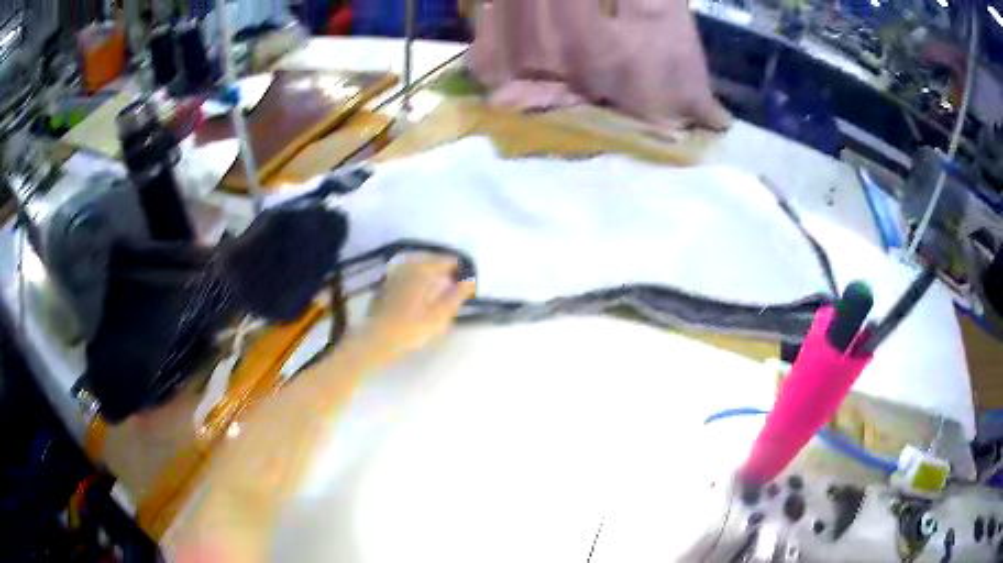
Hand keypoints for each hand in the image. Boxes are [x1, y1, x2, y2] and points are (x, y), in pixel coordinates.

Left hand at [363, 255, 475, 359]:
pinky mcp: (383, 287)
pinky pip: (403, 276)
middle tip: (453, 280)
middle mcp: (407, 267)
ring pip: (414, 267)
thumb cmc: (411, 328)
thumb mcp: (440, 315)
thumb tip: (470, 281)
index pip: (445, 261)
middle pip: (429, 261)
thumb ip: (456, 296)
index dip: (458, 268)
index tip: (466, 277)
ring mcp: (392, 276)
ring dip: (427, 272)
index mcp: (422, 270)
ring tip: (436, 284)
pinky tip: (416, 291)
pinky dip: (413, 279)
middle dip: (442, 268)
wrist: (376, 340)